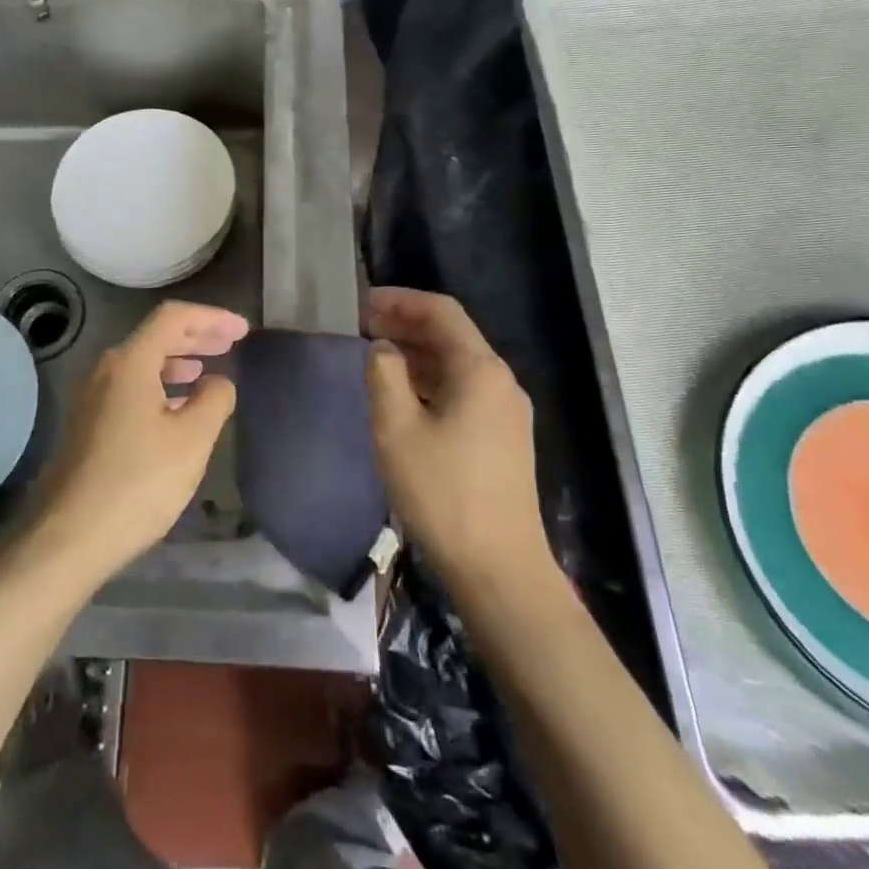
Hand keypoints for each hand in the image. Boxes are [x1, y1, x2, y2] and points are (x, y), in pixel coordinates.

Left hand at [24, 300, 247, 579]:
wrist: (68, 536)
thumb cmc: (138, 482)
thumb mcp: (192, 440)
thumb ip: (214, 400)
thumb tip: (218, 382)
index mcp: (130, 362)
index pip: (174, 318)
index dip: (212, 318)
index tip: (242, 331)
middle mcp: (105, 370)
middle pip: (156, 336)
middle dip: (196, 336)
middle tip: (231, 344)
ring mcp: (92, 397)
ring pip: (142, 363)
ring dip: (178, 361)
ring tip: (208, 371)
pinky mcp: (88, 424)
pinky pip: (131, 387)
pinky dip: (161, 385)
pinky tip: (178, 407)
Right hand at [365, 287, 556, 591]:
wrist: (498, 567)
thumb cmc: (442, 492)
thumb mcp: (397, 428)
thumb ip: (384, 375)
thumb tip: (382, 348)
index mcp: (480, 370)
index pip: (441, 311)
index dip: (400, 300)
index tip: (362, 302)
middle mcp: (500, 381)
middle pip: (452, 335)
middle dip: (406, 324)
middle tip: (361, 326)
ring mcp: (506, 411)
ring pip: (457, 364)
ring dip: (417, 353)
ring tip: (375, 355)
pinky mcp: (503, 437)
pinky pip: (463, 390)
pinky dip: (431, 379)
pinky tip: (404, 394)